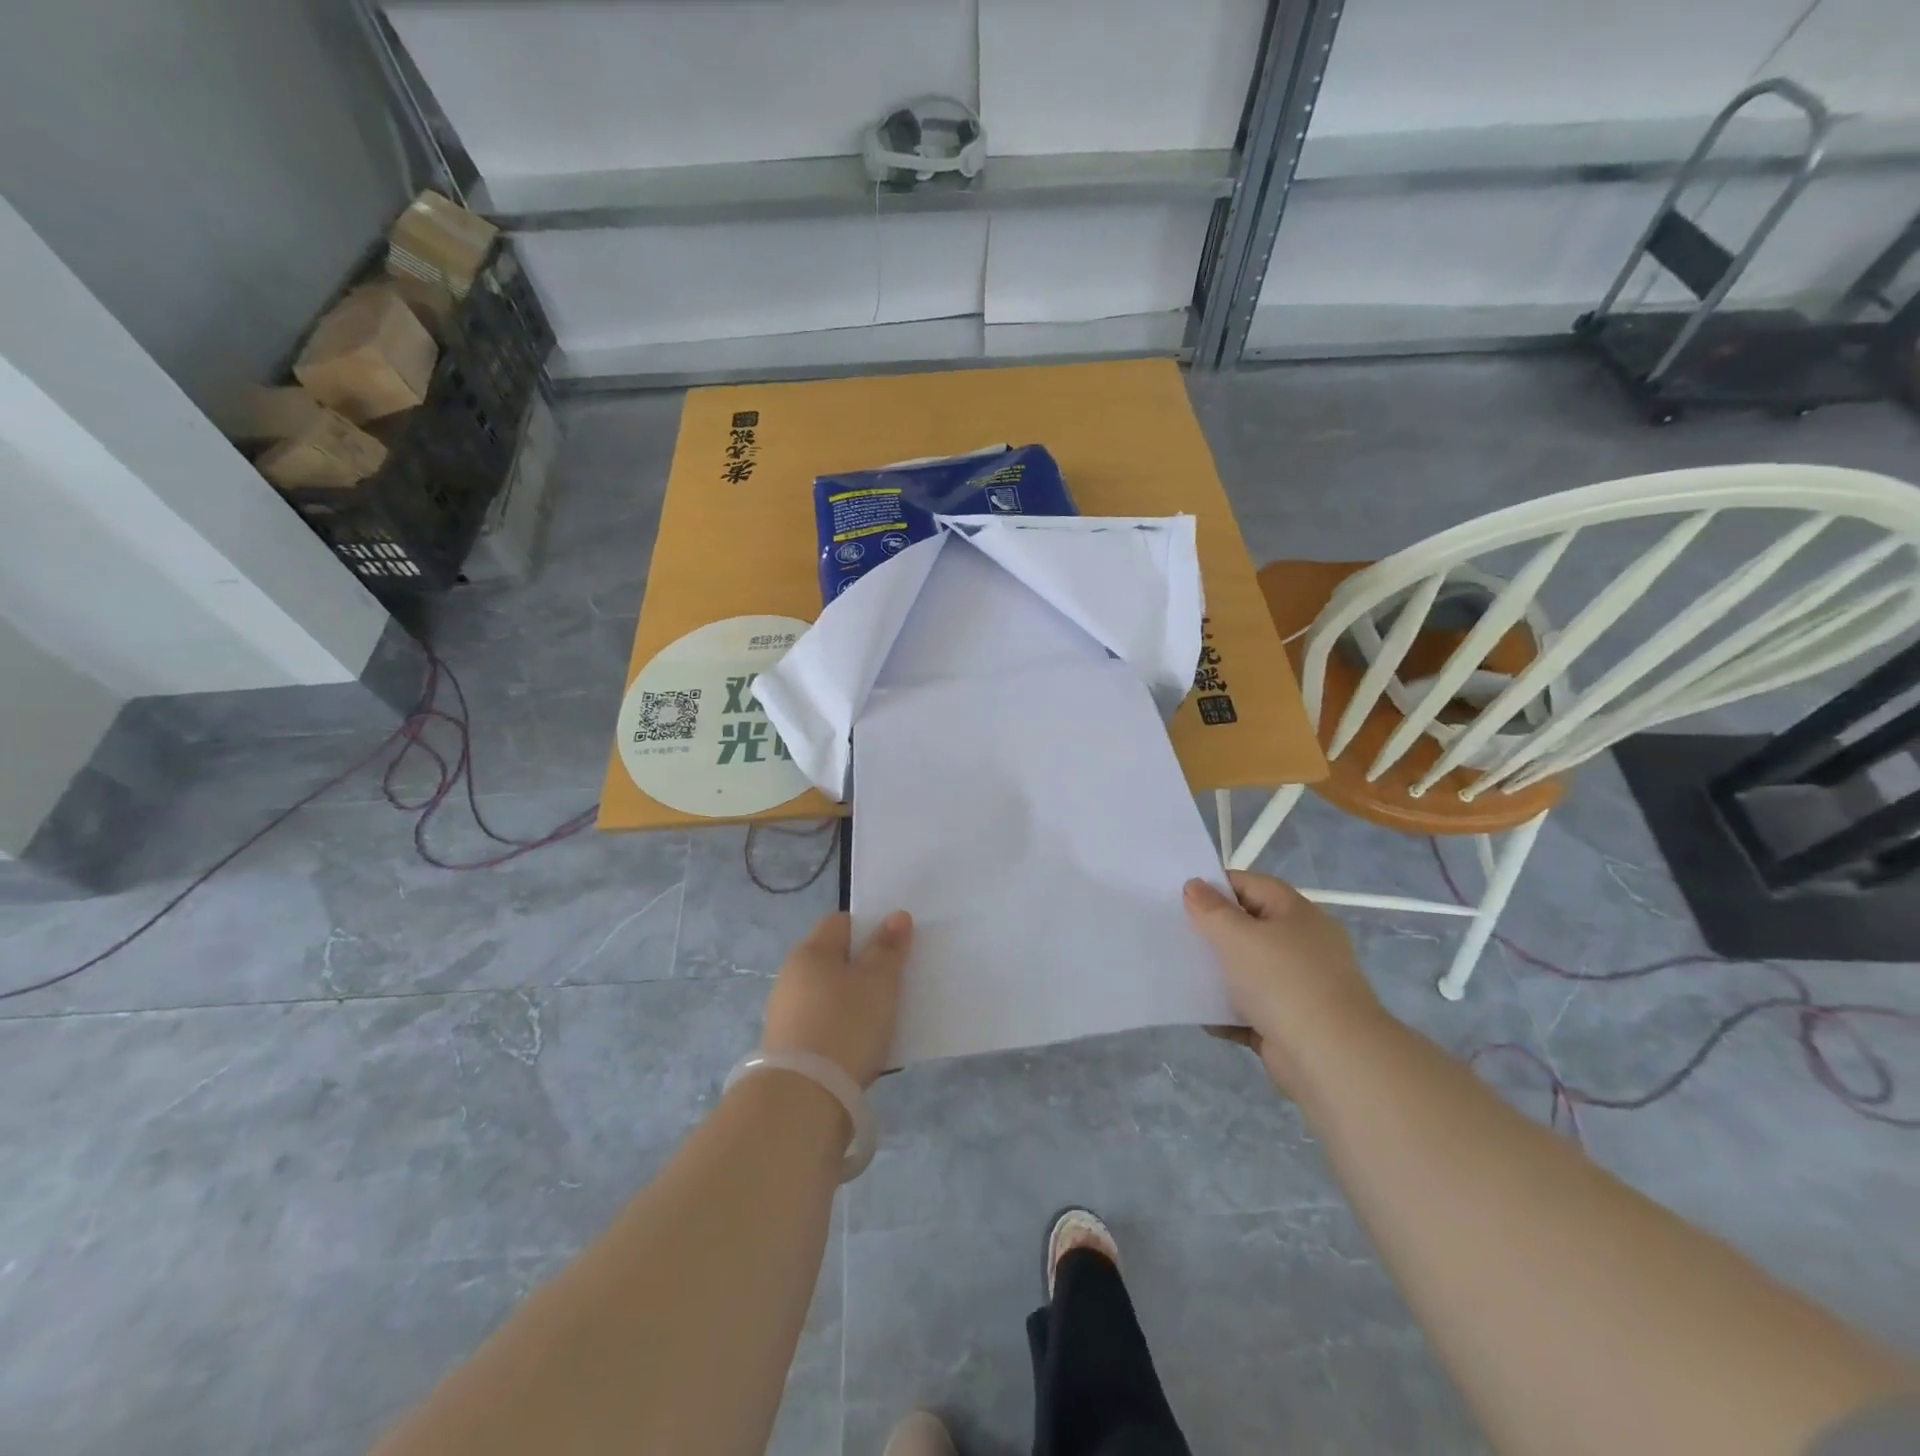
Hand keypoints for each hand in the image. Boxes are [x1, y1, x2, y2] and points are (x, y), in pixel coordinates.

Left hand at [761, 911, 913, 1087]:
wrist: (804, 1099)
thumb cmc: (845, 1024)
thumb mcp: (878, 982)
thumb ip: (888, 948)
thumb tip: (896, 915)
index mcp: (810, 952)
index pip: (841, 922)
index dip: (869, 928)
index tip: (895, 946)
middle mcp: (791, 977)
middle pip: (835, 960)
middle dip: (864, 968)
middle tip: (897, 982)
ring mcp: (786, 1015)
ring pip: (830, 995)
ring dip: (855, 1002)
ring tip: (885, 1020)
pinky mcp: (789, 1049)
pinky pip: (824, 1026)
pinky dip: (844, 1030)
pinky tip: (864, 1046)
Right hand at [1184, 872, 1387, 1092]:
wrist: (1331, 1059)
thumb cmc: (1283, 982)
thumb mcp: (1238, 936)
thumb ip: (1211, 910)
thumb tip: (1194, 885)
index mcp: (1297, 914)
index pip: (1252, 886)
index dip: (1217, 887)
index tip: (1181, 897)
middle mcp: (1303, 945)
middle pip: (1250, 928)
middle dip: (1214, 932)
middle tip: (1176, 934)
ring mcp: (1299, 986)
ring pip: (1249, 971)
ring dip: (1219, 975)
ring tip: (1181, 973)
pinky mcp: (1291, 1024)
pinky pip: (1252, 1010)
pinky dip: (1229, 1013)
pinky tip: (1202, 1016)